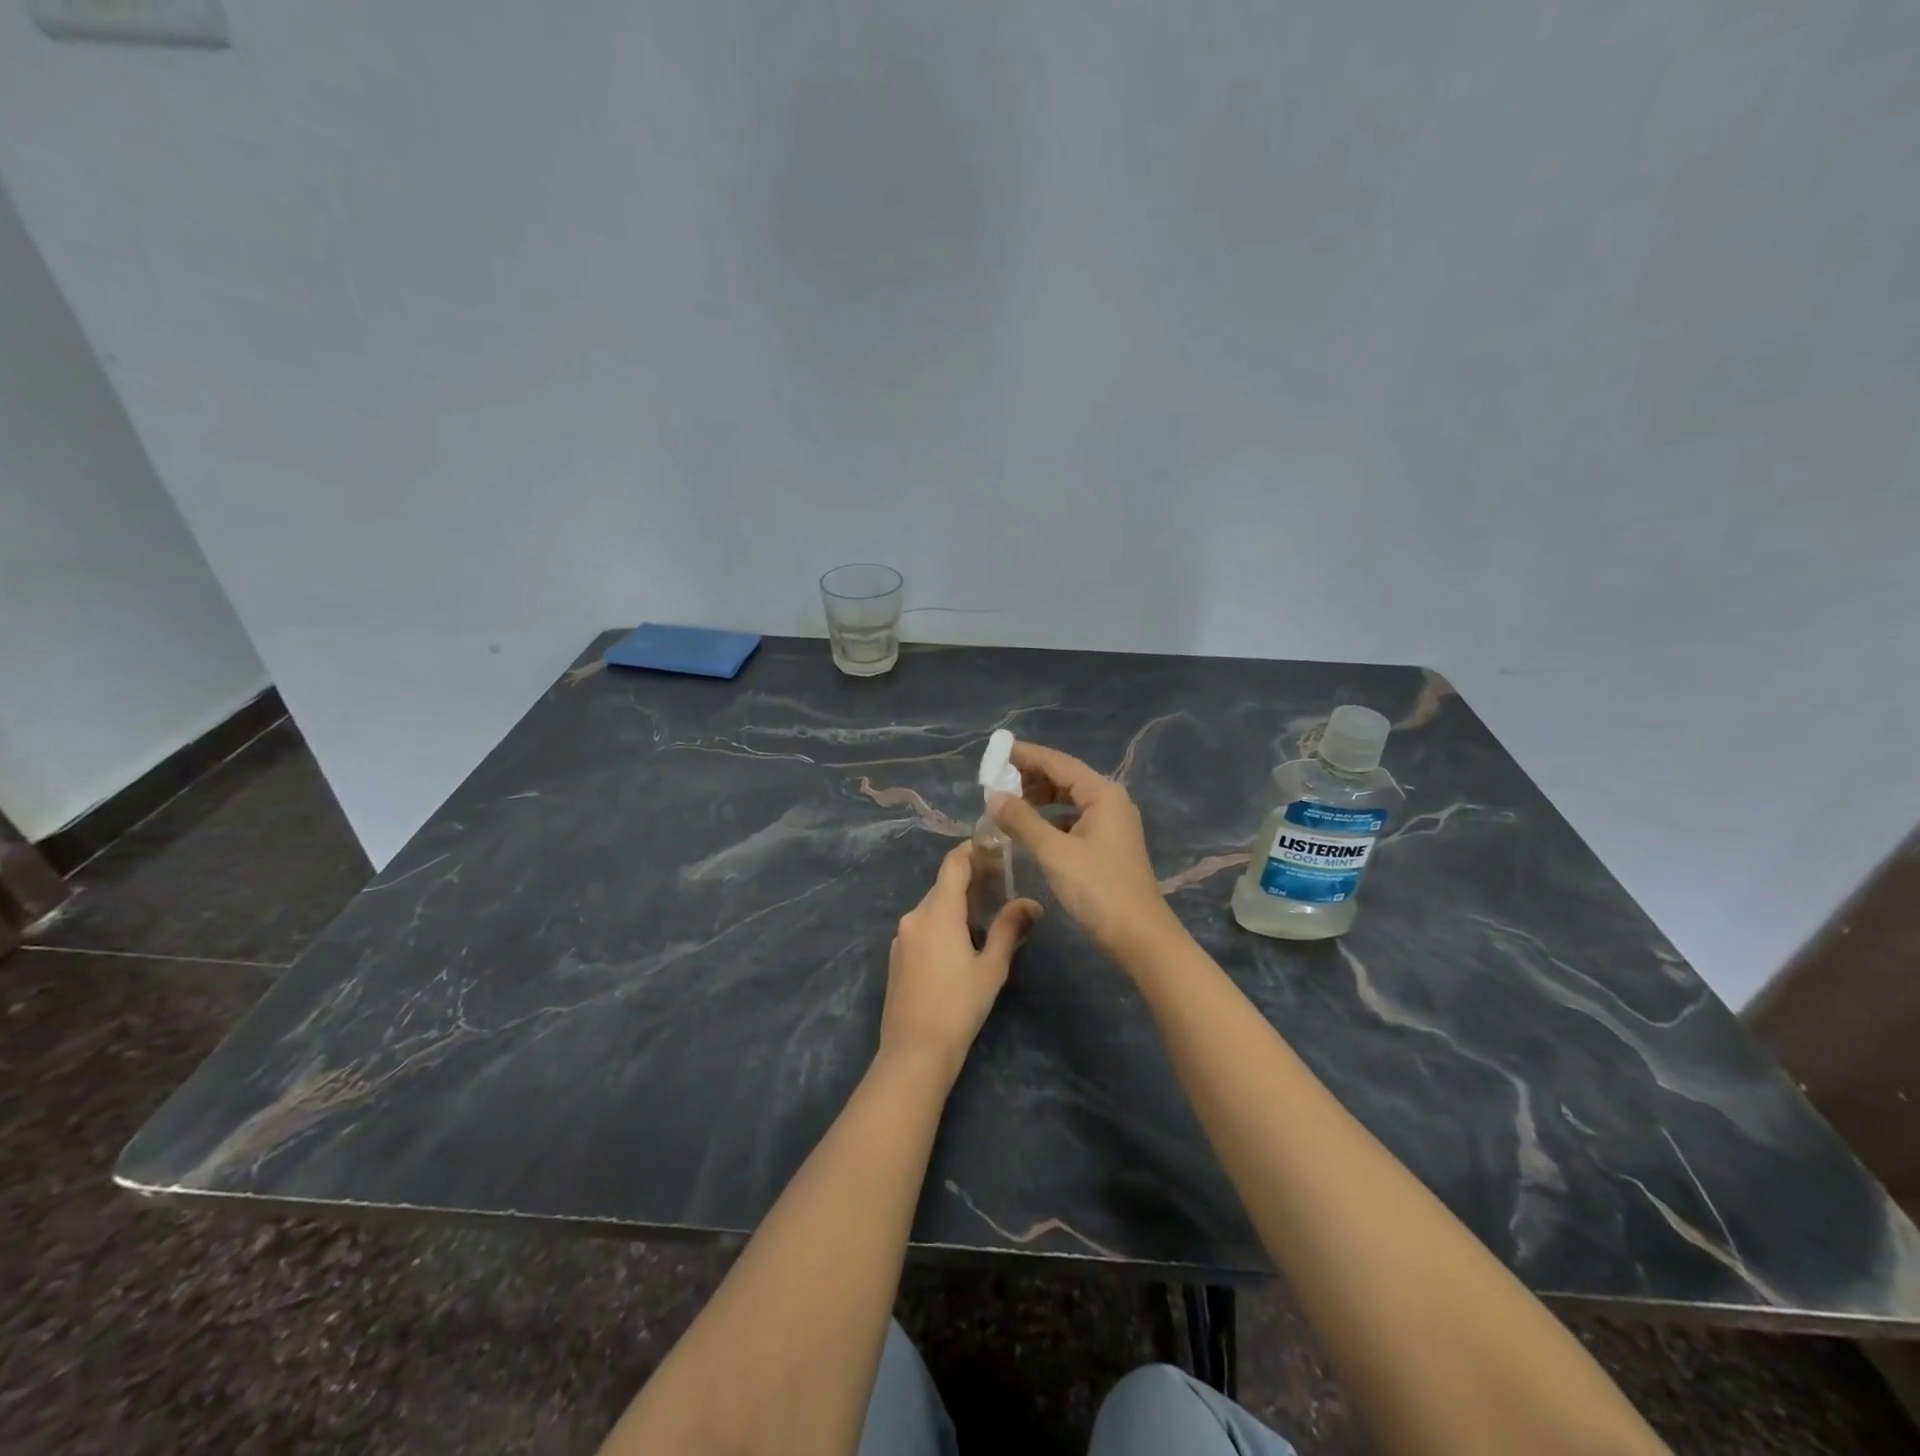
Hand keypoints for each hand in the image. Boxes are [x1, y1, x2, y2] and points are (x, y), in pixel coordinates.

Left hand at [880, 845, 1040, 1077]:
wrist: (914, 1051)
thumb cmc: (959, 1006)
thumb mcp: (992, 967)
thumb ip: (1009, 929)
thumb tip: (1032, 903)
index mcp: (938, 912)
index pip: (953, 864)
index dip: (972, 850)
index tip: (995, 848)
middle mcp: (915, 916)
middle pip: (943, 884)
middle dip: (970, 879)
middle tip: (1000, 884)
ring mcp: (902, 936)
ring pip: (932, 907)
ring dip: (956, 903)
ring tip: (985, 914)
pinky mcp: (897, 956)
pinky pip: (922, 926)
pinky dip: (941, 922)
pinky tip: (960, 942)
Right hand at [988, 741, 1178, 958]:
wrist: (1139, 937)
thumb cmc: (1098, 889)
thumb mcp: (1055, 853)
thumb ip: (1022, 821)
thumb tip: (993, 797)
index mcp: (1102, 794)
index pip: (1058, 762)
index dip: (1025, 756)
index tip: (994, 753)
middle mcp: (1109, 801)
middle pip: (1064, 778)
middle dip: (1029, 778)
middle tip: (994, 783)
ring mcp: (1110, 824)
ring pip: (1067, 800)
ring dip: (1037, 799)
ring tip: (1005, 805)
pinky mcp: (1106, 845)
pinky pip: (1071, 820)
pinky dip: (1048, 820)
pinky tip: (1028, 831)